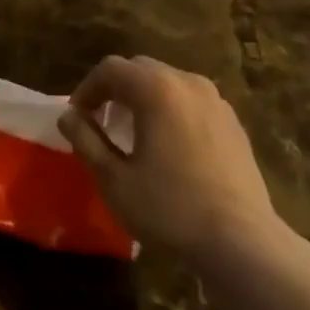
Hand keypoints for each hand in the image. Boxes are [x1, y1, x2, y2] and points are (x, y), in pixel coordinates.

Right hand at [56, 55, 277, 263]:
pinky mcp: (233, 122)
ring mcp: (216, 100)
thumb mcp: (114, 179)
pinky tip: (169, 146)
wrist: (241, 240)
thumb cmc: (169, 208)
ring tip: (133, 133)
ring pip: (168, 82)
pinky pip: (192, 101)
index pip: (111, 69)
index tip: (76, 118)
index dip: (87, 89)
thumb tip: (68, 116)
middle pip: (141, 69)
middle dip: (115, 89)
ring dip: (144, 98)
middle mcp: (188, 82)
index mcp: (156, 89)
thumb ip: (86, 140)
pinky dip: (171, 109)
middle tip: (100, 122)